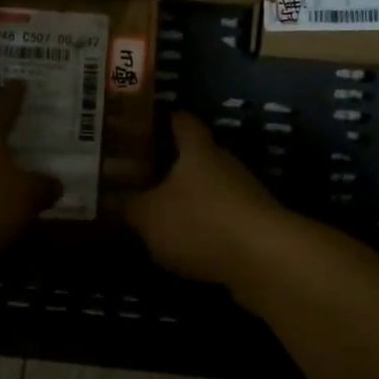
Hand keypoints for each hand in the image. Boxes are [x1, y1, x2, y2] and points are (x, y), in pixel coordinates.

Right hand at [125, 112, 287, 286]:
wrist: (265, 260)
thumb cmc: (200, 222)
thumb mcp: (149, 216)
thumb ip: (128, 205)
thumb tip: (114, 198)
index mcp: (198, 150)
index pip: (181, 121)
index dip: (163, 119)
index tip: (141, 124)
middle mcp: (224, 164)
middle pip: (196, 156)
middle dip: (170, 164)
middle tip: (138, 174)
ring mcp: (244, 194)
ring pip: (209, 188)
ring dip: (187, 198)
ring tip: (157, 213)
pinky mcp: (254, 225)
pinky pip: (221, 218)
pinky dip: (203, 226)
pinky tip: (184, 244)